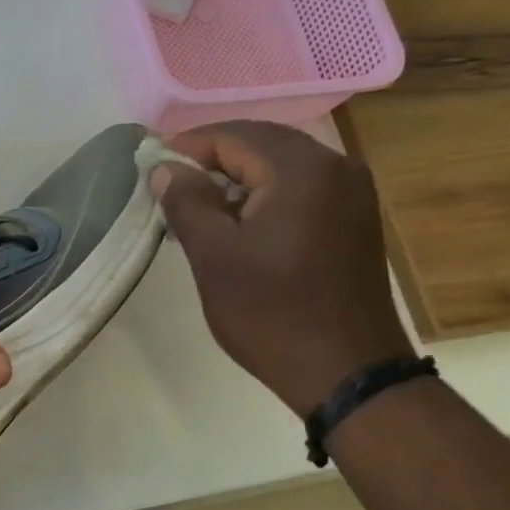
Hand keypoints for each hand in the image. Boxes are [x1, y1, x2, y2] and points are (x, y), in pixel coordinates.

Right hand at [150, 121, 413, 417]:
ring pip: (283, 165)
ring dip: (240, 177)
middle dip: (213, 159)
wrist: (348, 373)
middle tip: (171, 184)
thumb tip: (165, 169)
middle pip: (262, 143)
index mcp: (302, 169)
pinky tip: (242, 222)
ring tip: (200, 205)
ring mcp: (353, 193)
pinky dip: (267, 194)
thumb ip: (186, 202)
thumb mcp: (215, 257)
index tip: (152, 167)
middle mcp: (336, 167)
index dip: (188, 147)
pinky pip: (303, 188)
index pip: (233, 135)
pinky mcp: (356, 219)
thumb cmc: (273, 314)